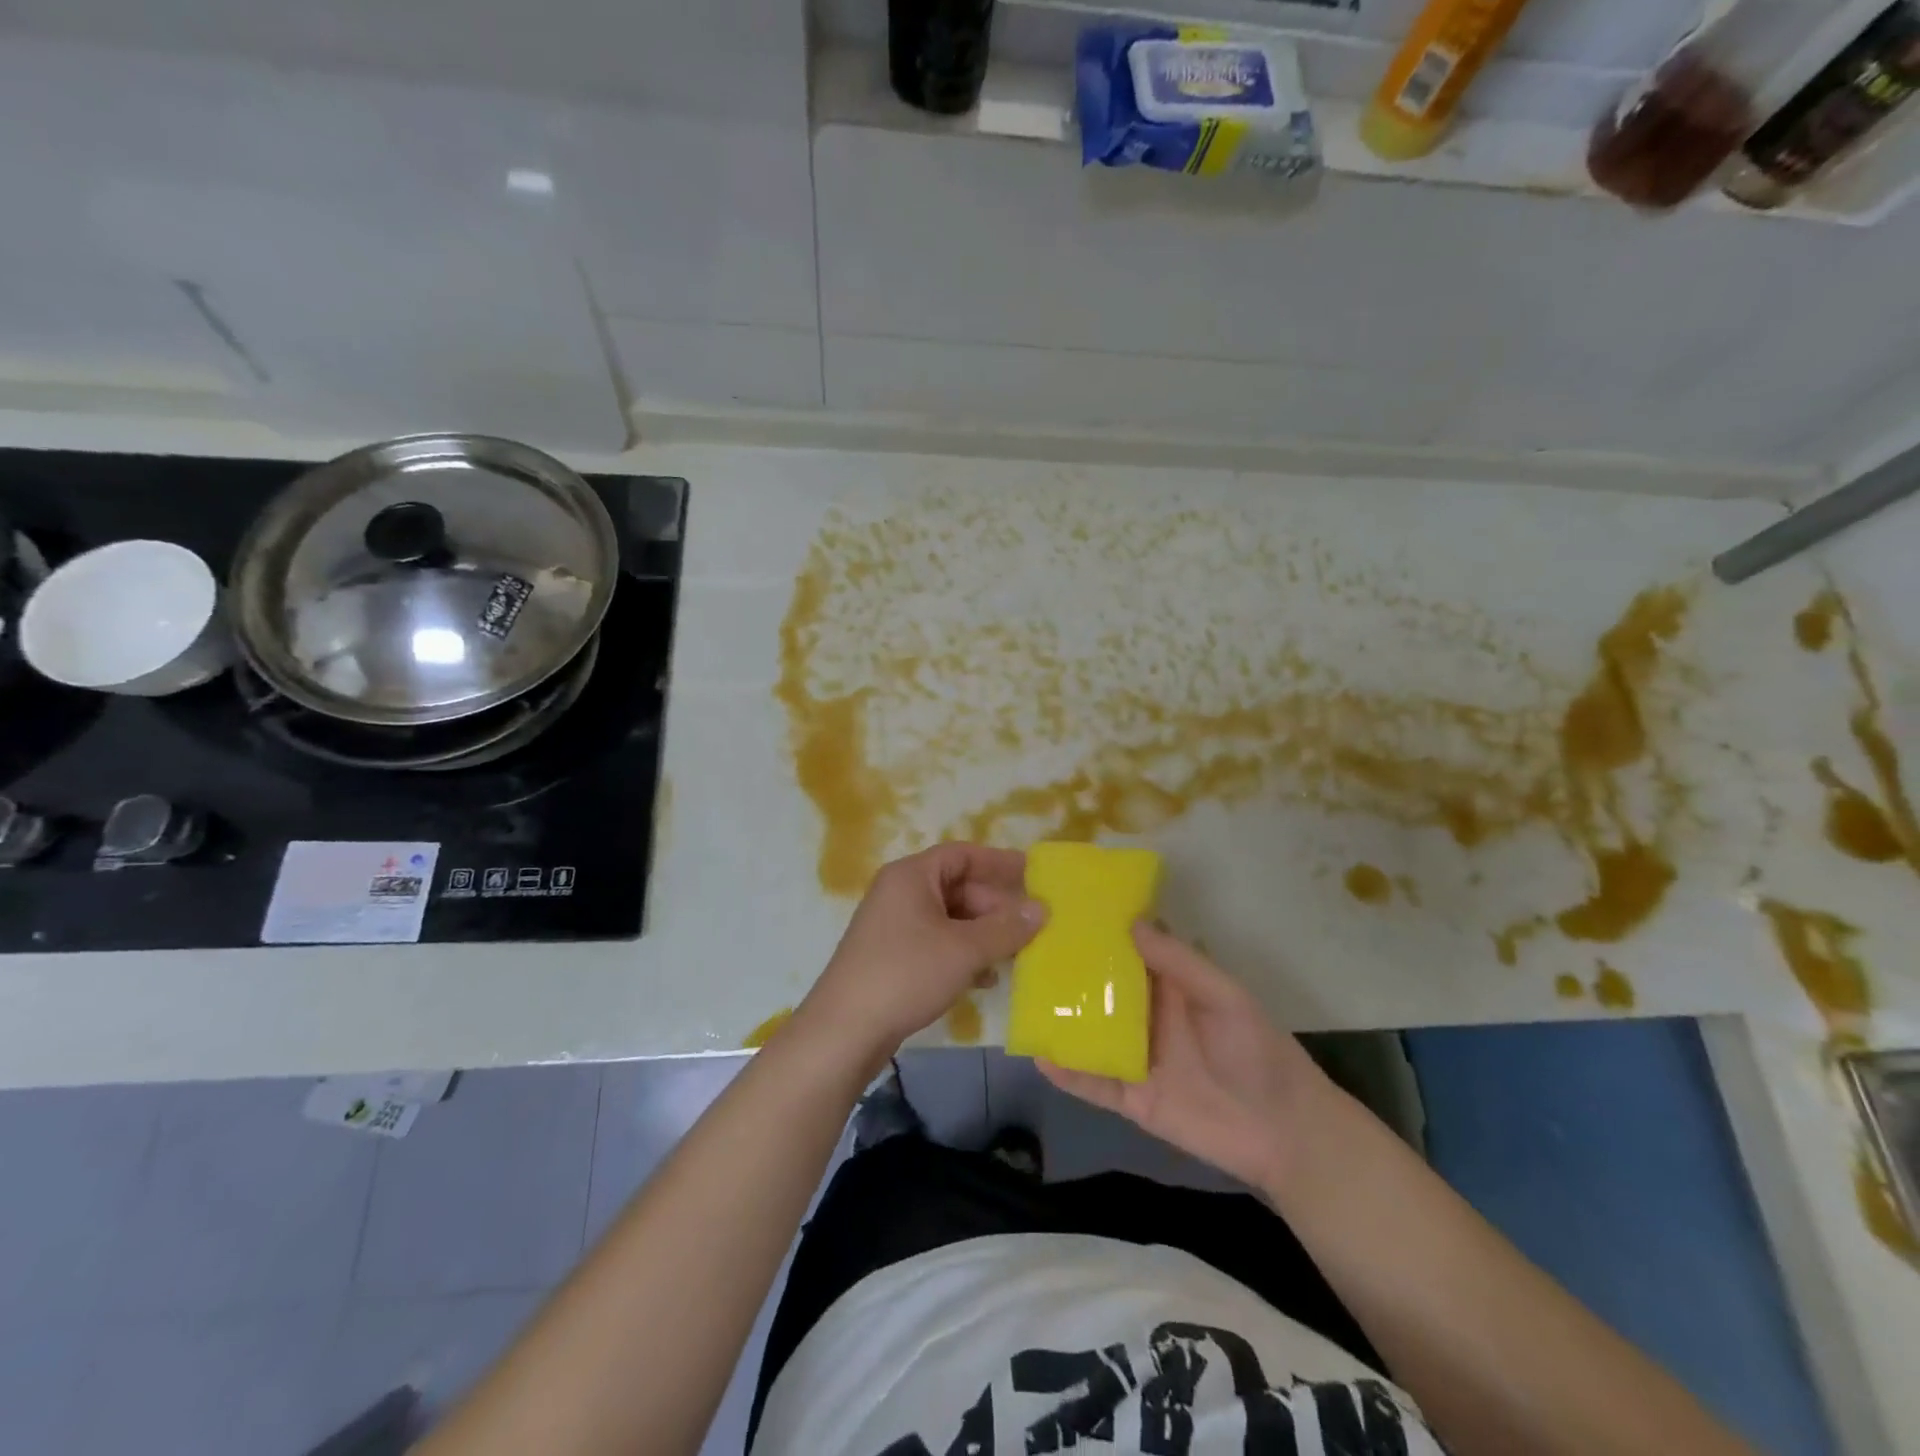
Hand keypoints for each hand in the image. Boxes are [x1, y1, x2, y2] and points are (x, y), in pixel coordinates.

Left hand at [796, 844, 1043, 1072]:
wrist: (844, 1030)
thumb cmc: (906, 974)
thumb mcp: (964, 950)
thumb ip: (1006, 928)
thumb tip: (1042, 909)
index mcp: (911, 875)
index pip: (962, 855)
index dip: (999, 863)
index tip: (1033, 875)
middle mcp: (899, 892)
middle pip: (957, 887)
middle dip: (995, 906)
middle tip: (1031, 926)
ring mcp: (893, 925)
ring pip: (949, 918)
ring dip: (982, 933)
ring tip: (1016, 954)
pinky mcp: (891, 956)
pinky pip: (936, 942)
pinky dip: (962, 954)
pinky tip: (984, 978)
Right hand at [1038, 924, 1333, 1194]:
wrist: (1284, 1132)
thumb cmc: (1257, 1051)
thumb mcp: (1223, 995)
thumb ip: (1179, 962)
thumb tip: (1130, 923)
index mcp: (1170, 986)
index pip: (1128, 953)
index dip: (1100, 933)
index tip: (1064, 911)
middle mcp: (1147, 1017)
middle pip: (1100, 991)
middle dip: (1068, 973)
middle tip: (1026, 949)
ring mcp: (1136, 1058)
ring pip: (1089, 1033)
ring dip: (1060, 1019)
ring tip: (1021, 999)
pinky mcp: (1132, 1098)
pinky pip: (1093, 1083)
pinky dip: (1067, 1072)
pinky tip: (1039, 1057)